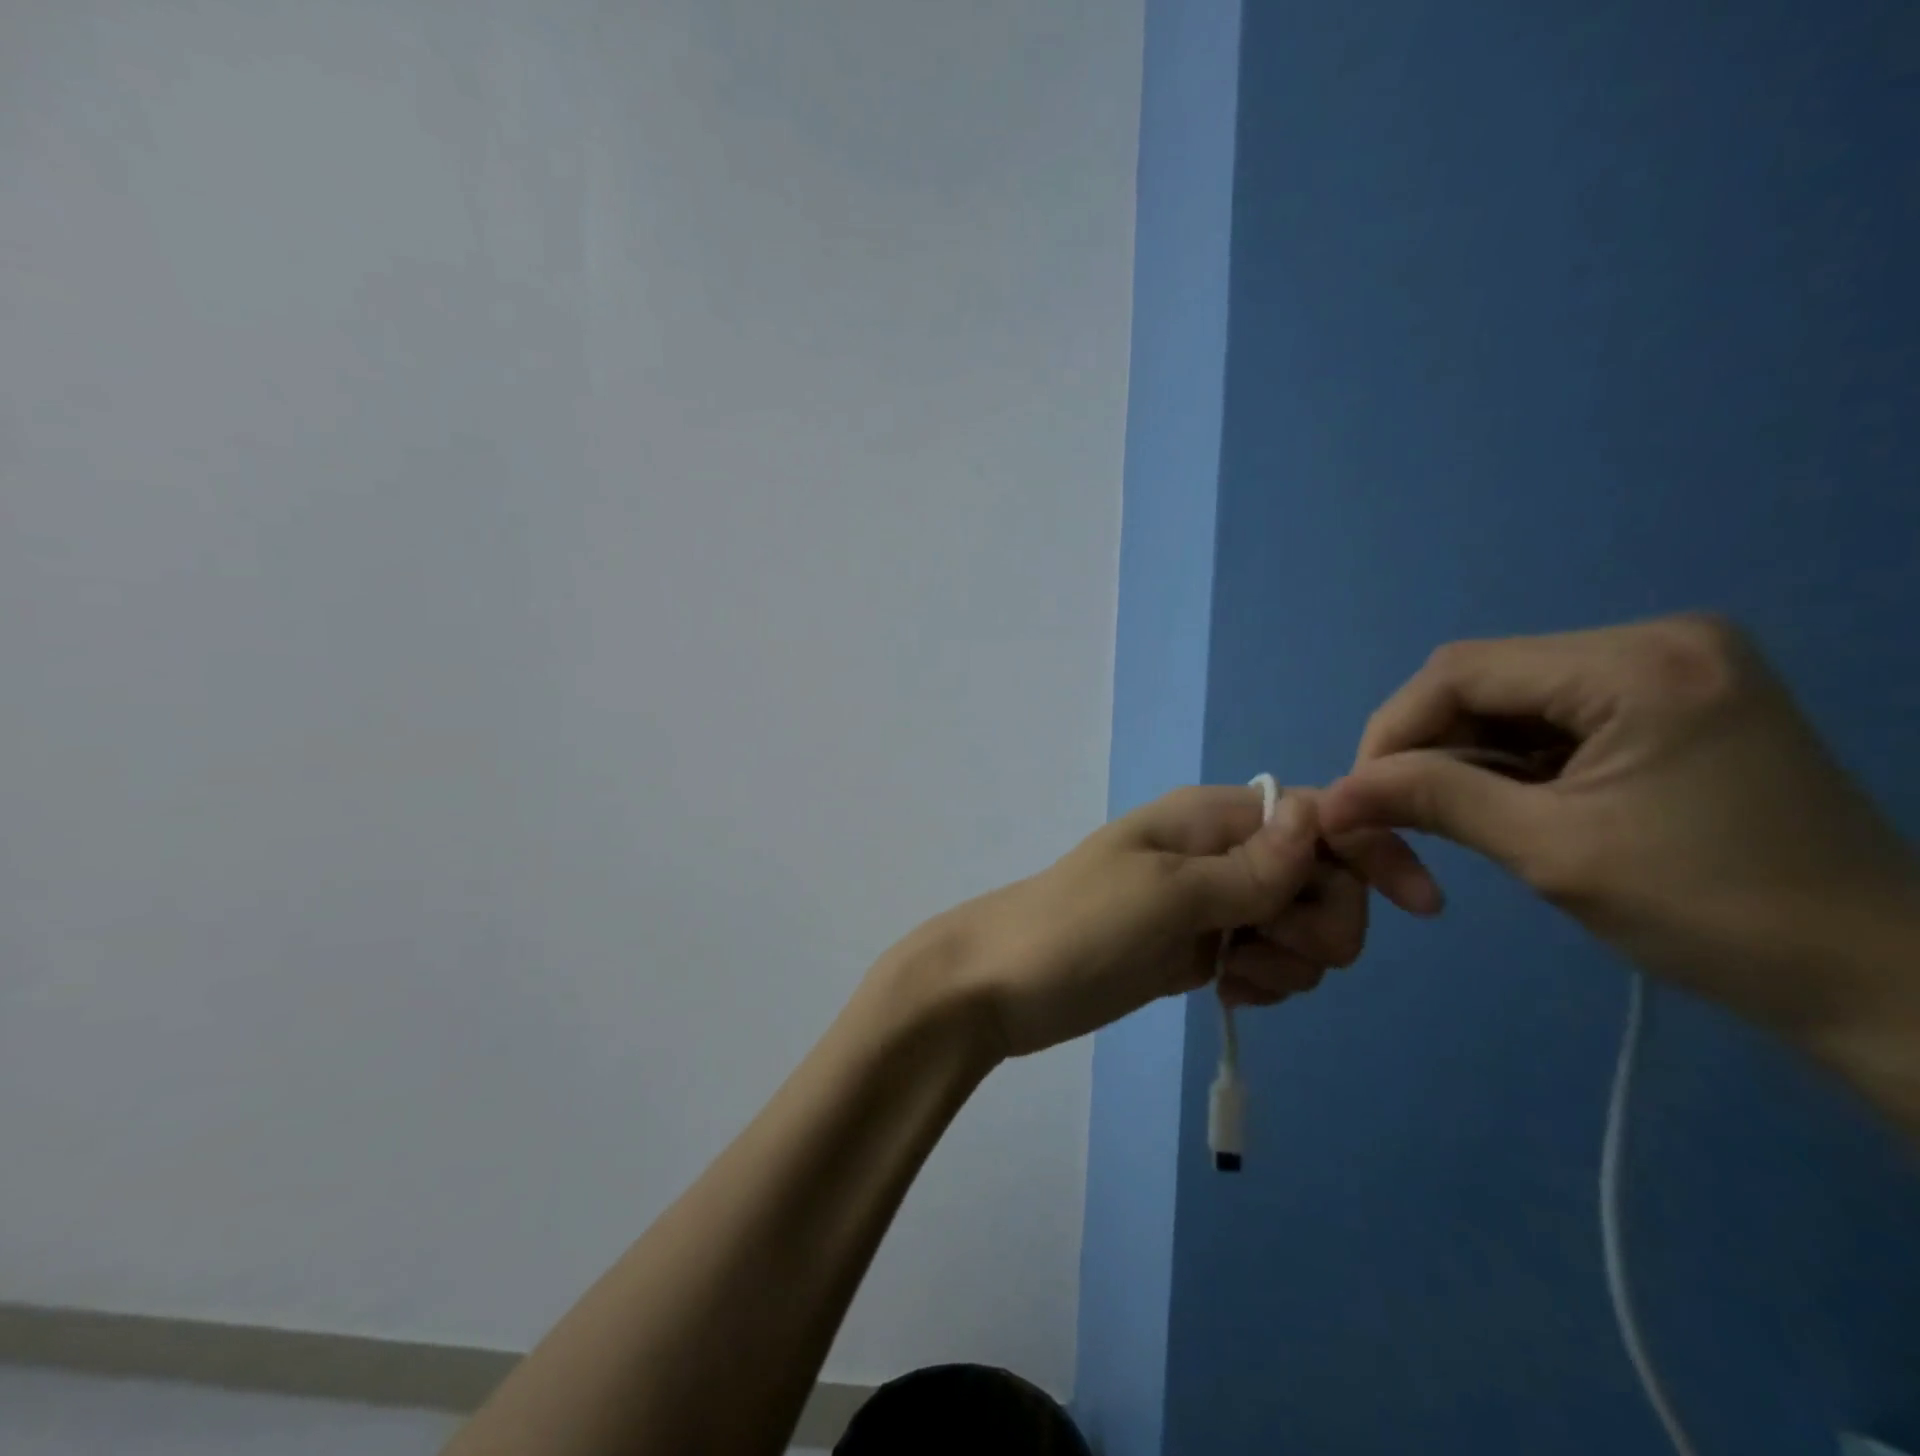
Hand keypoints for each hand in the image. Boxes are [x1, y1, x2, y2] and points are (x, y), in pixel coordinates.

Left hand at [880, 784, 1443, 1058]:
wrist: (1001, 984)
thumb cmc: (1077, 929)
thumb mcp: (1166, 895)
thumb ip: (1249, 866)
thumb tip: (1320, 813)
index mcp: (1210, 818)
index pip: (1317, 817)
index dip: (1370, 852)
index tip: (1418, 908)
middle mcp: (1217, 853)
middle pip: (1321, 877)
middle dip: (1319, 921)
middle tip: (1264, 948)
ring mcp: (1209, 904)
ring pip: (1300, 925)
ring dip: (1288, 960)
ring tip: (1231, 976)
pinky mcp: (1199, 950)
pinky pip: (1267, 959)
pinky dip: (1264, 981)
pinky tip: (1224, 994)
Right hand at [1319, 614, 1919, 1045]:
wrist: (1880, 981)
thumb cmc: (1716, 915)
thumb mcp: (1550, 852)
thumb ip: (1432, 801)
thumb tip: (1331, 796)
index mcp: (1638, 665)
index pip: (1460, 671)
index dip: (1391, 732)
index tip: (1361, 798)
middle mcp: (1655, 642)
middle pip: (1482, 679)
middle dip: (1425, 748)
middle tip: (1395, 814)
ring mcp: (1669, 669)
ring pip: (1509, 700)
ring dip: (1462, 758)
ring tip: (1445, 818)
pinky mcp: (1671, 702)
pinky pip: (1551, 717)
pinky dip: (1507, 762)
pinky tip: (1501, 805)